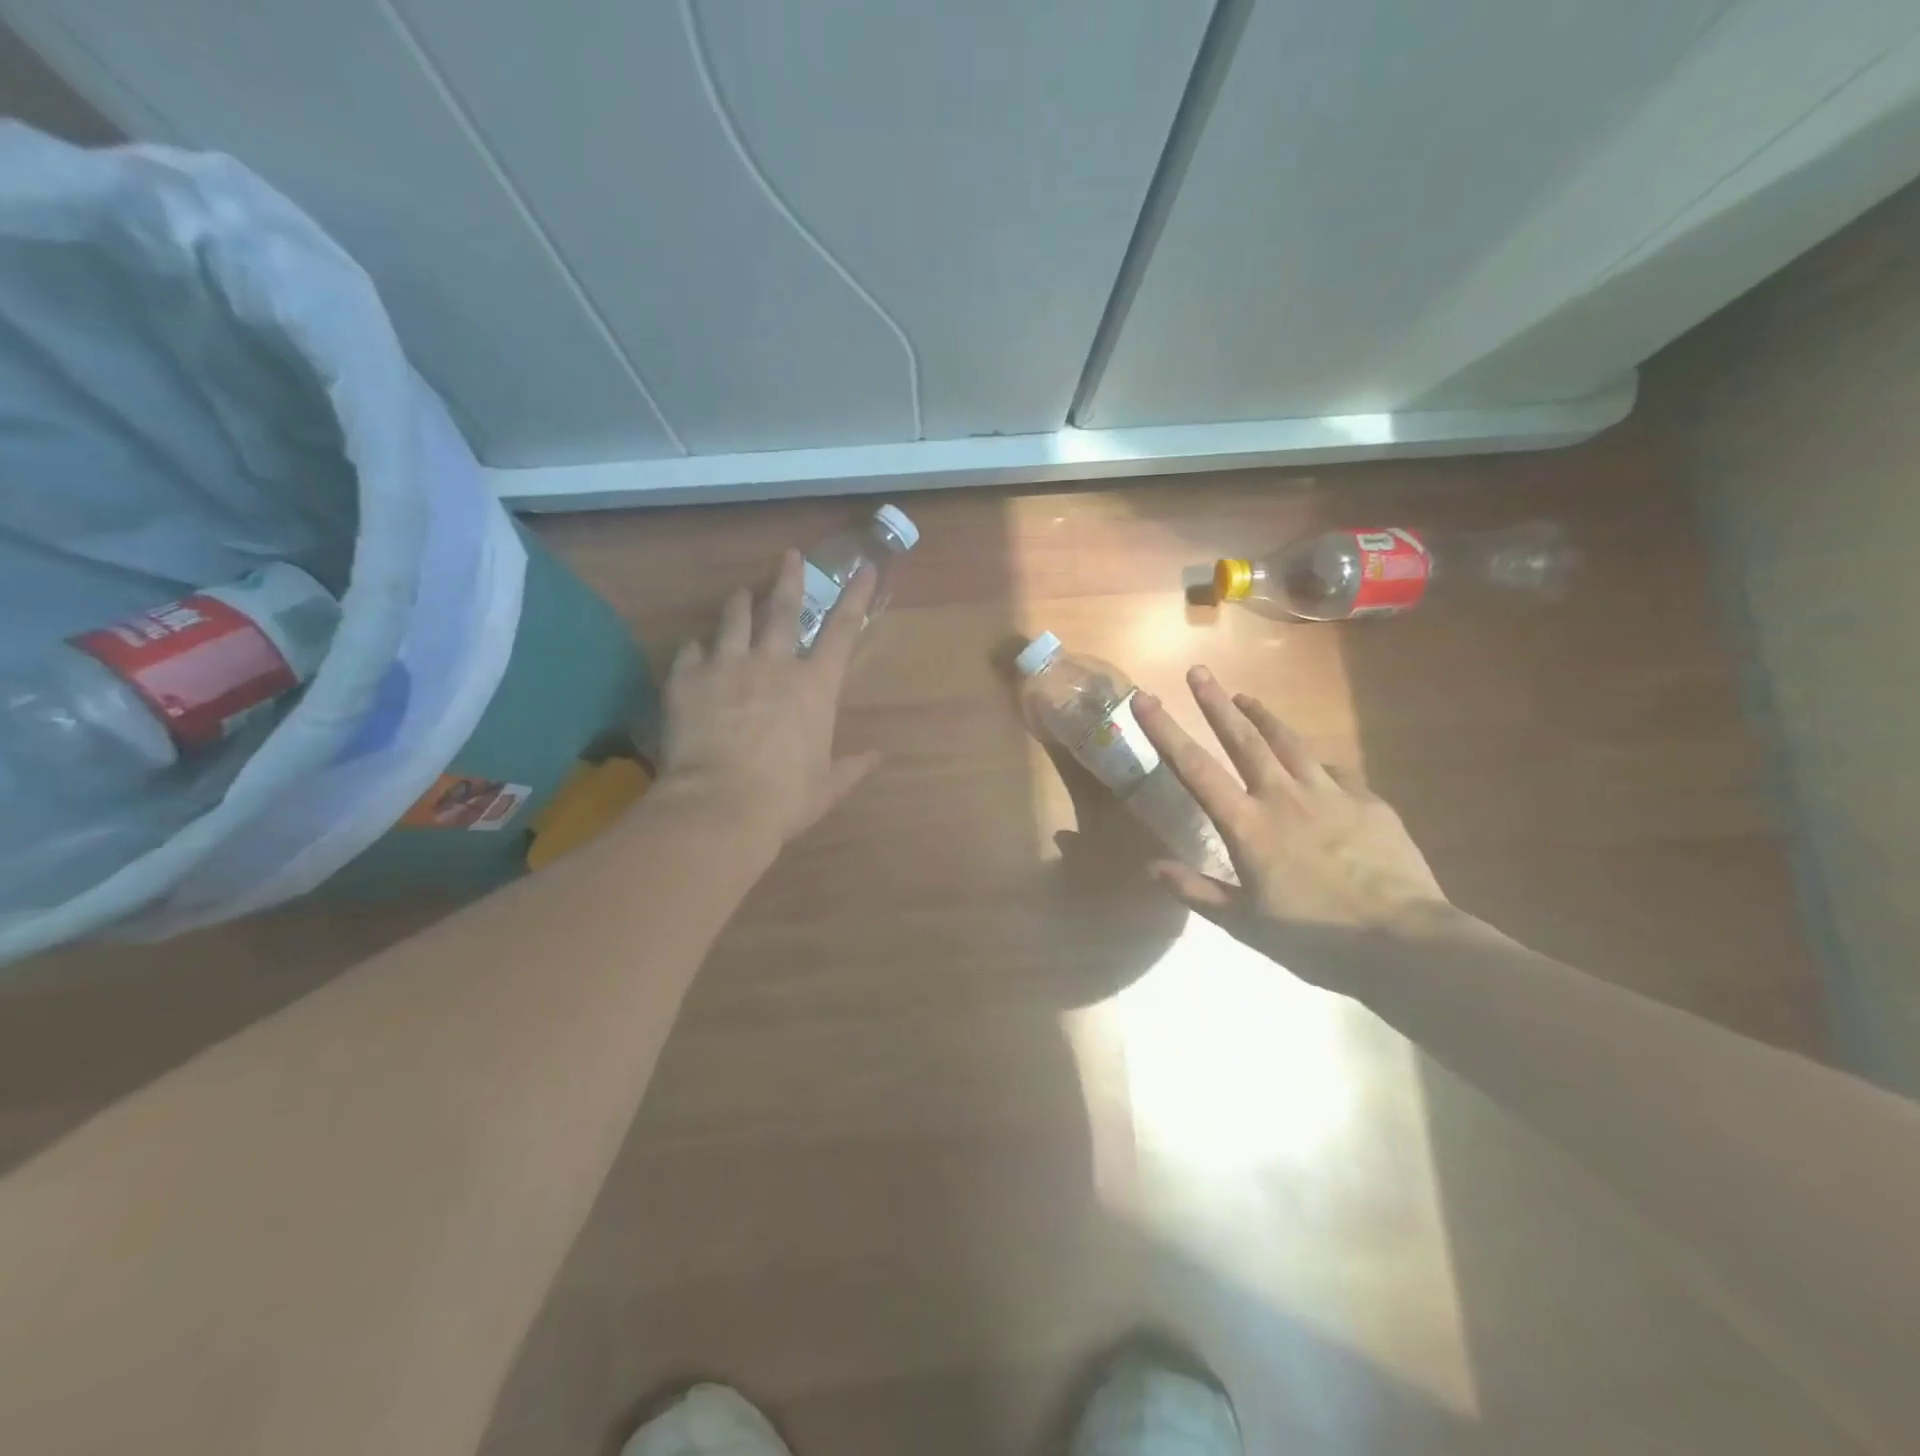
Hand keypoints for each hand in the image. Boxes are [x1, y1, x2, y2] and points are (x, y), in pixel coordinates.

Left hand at [656, 551, 881, 851]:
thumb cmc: (784, 798)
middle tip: (789, 555)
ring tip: (741, 593)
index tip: (865, 567)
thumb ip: (852, 767)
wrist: (718, 806)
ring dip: (740, 603)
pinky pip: (690, 651)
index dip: (856, 597)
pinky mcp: (687, 679)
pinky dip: (695, 648)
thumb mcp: (827, 786)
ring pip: (734, 619)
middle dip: (789, 578)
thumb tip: (877, 757)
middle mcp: (773, 664)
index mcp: (815, 686)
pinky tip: (694, 649)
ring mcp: (727, 666)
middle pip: (783, 609)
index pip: (843, 630)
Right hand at [1133, 667, 1451, 978]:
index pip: (1195, 770)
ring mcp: (1330, 793)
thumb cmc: (1314, 938)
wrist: (1403, 941)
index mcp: (1248, 827)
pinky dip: (1314, 761)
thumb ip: (1197, 891)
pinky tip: (1313, 761)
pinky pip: (1334, 771)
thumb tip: (1151, 867)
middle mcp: (1284, 797)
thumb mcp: (1245, 925)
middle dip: (1215, 703)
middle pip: (1244, 739)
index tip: (1146, 700)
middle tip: (1198, 671)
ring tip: (1246, 697)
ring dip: (1263, 716)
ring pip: (1290, 742)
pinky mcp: (1368, 801)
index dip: (1165, 732)